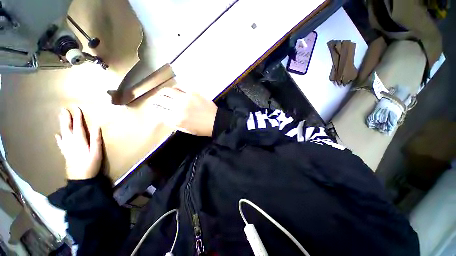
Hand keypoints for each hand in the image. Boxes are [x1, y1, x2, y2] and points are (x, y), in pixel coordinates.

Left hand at [55, 107, 102, 179]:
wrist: (80, 180)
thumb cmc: (91, 165)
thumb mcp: (97, 153)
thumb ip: (96, 140)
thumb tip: (97, 127)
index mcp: (80, 142)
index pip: (78, 127)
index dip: (77, 118)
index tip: (77, 108)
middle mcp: (71, 143)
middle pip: (68, 129)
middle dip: (66, 119)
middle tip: (63, 110)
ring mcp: (67, 148)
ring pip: (63, 134)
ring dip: (62, 125)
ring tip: (60, 118)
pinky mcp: (66, 153)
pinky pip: (61, 143)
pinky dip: (59, 138)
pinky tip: (57, 135)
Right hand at [152, 88, 217, 136]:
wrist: (216, 121)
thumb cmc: (201, 129)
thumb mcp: (186, 130)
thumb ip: (174, 123)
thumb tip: (164, 115)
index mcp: (177, 119)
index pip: (159, 112)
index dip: (155, 109)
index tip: (154, 108)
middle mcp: (179, 107)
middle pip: (160, 100)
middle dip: (155, 100)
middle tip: (155, 100)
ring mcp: (186, 98)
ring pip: (167, 91)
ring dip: (162, 92)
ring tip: (162, 93)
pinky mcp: (193, 92)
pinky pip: (179, 86)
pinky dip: (174, 88)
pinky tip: (174, 90)